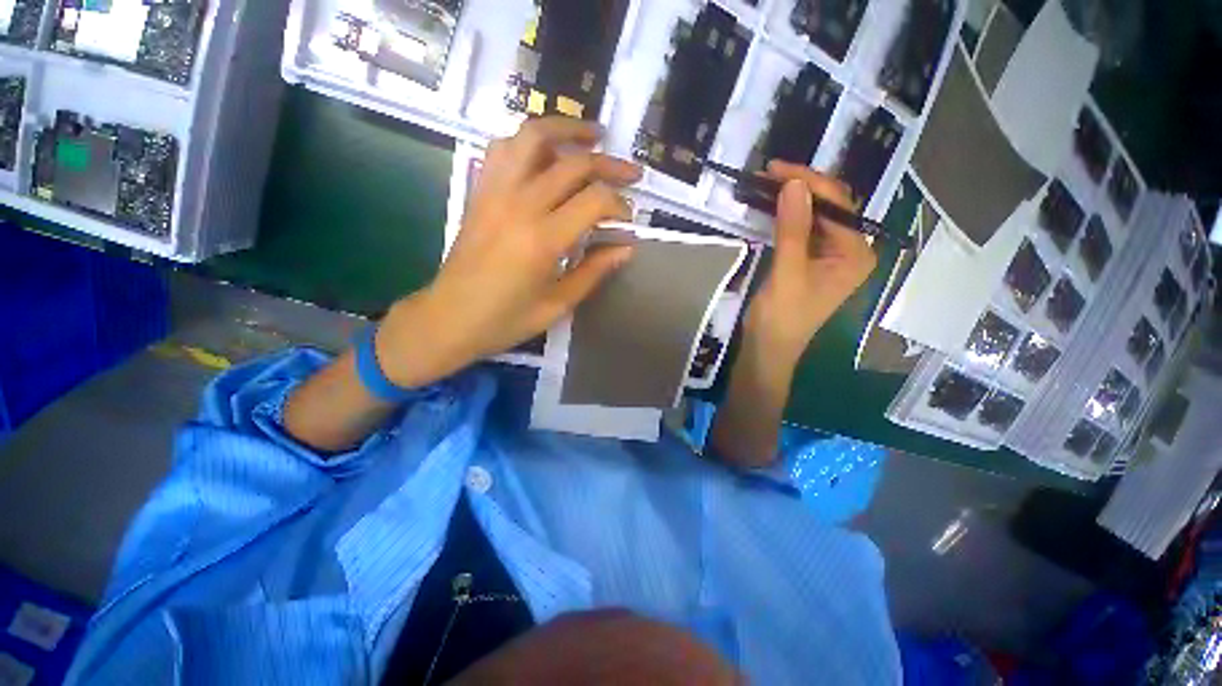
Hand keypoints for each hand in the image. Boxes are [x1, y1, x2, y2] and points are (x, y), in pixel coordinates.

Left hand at [378, 117, 641, 386]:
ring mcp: (495, 192)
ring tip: (593, 135)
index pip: (594, 200)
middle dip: (610, 165)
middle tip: (631, 174)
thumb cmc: (505, 319)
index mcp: (543, 239)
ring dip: (567, 129)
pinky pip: (504, 148)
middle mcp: (520, 204)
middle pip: (573, 163)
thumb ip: (594, 272)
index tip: (628, 221)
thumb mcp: (557, 305)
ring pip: (533, 137)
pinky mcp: (480, 191)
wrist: (449, 317)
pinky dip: (529, 141)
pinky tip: (546, 152)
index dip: (619, 205)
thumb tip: (626, 248)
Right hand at [745, 160, 877, 367]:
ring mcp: (830, 257)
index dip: (809, 183)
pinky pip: (803, 231)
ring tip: (767, 186)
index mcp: (856, 254)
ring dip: (793, 201)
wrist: (767, 348)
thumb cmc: (781, 317)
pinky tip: (772, 208)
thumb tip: (794, 184)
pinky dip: (787, 218)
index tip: (776, 169)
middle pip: (830, 208)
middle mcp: (850, 251)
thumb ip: (793, 229)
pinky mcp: (811, 262)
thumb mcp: (787, 272)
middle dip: (802, 188)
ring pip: (815, 217)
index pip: (838, 205)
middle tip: (768, 174)